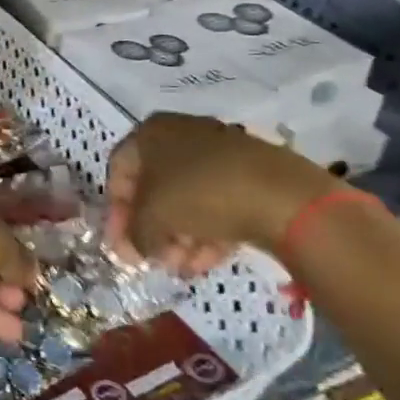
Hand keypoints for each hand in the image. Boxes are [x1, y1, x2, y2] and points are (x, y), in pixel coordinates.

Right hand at [104, 114, 337, 275]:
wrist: (284, 196)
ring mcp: (219, 152)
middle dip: (152, 229)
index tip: (122, 245)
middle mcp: (181, 134)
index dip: (116, 212)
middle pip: (154, 188)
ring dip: (180, 236)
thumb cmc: (200, 194)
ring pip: (187, 198)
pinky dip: (208, 231)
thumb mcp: (152, 219)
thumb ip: (134, 235)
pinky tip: (209, 261)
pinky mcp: (250, 174)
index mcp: (150, 132)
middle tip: (155, 260)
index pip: (119, 173)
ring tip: (185, 267)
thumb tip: (136, 248)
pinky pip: (216, 202)